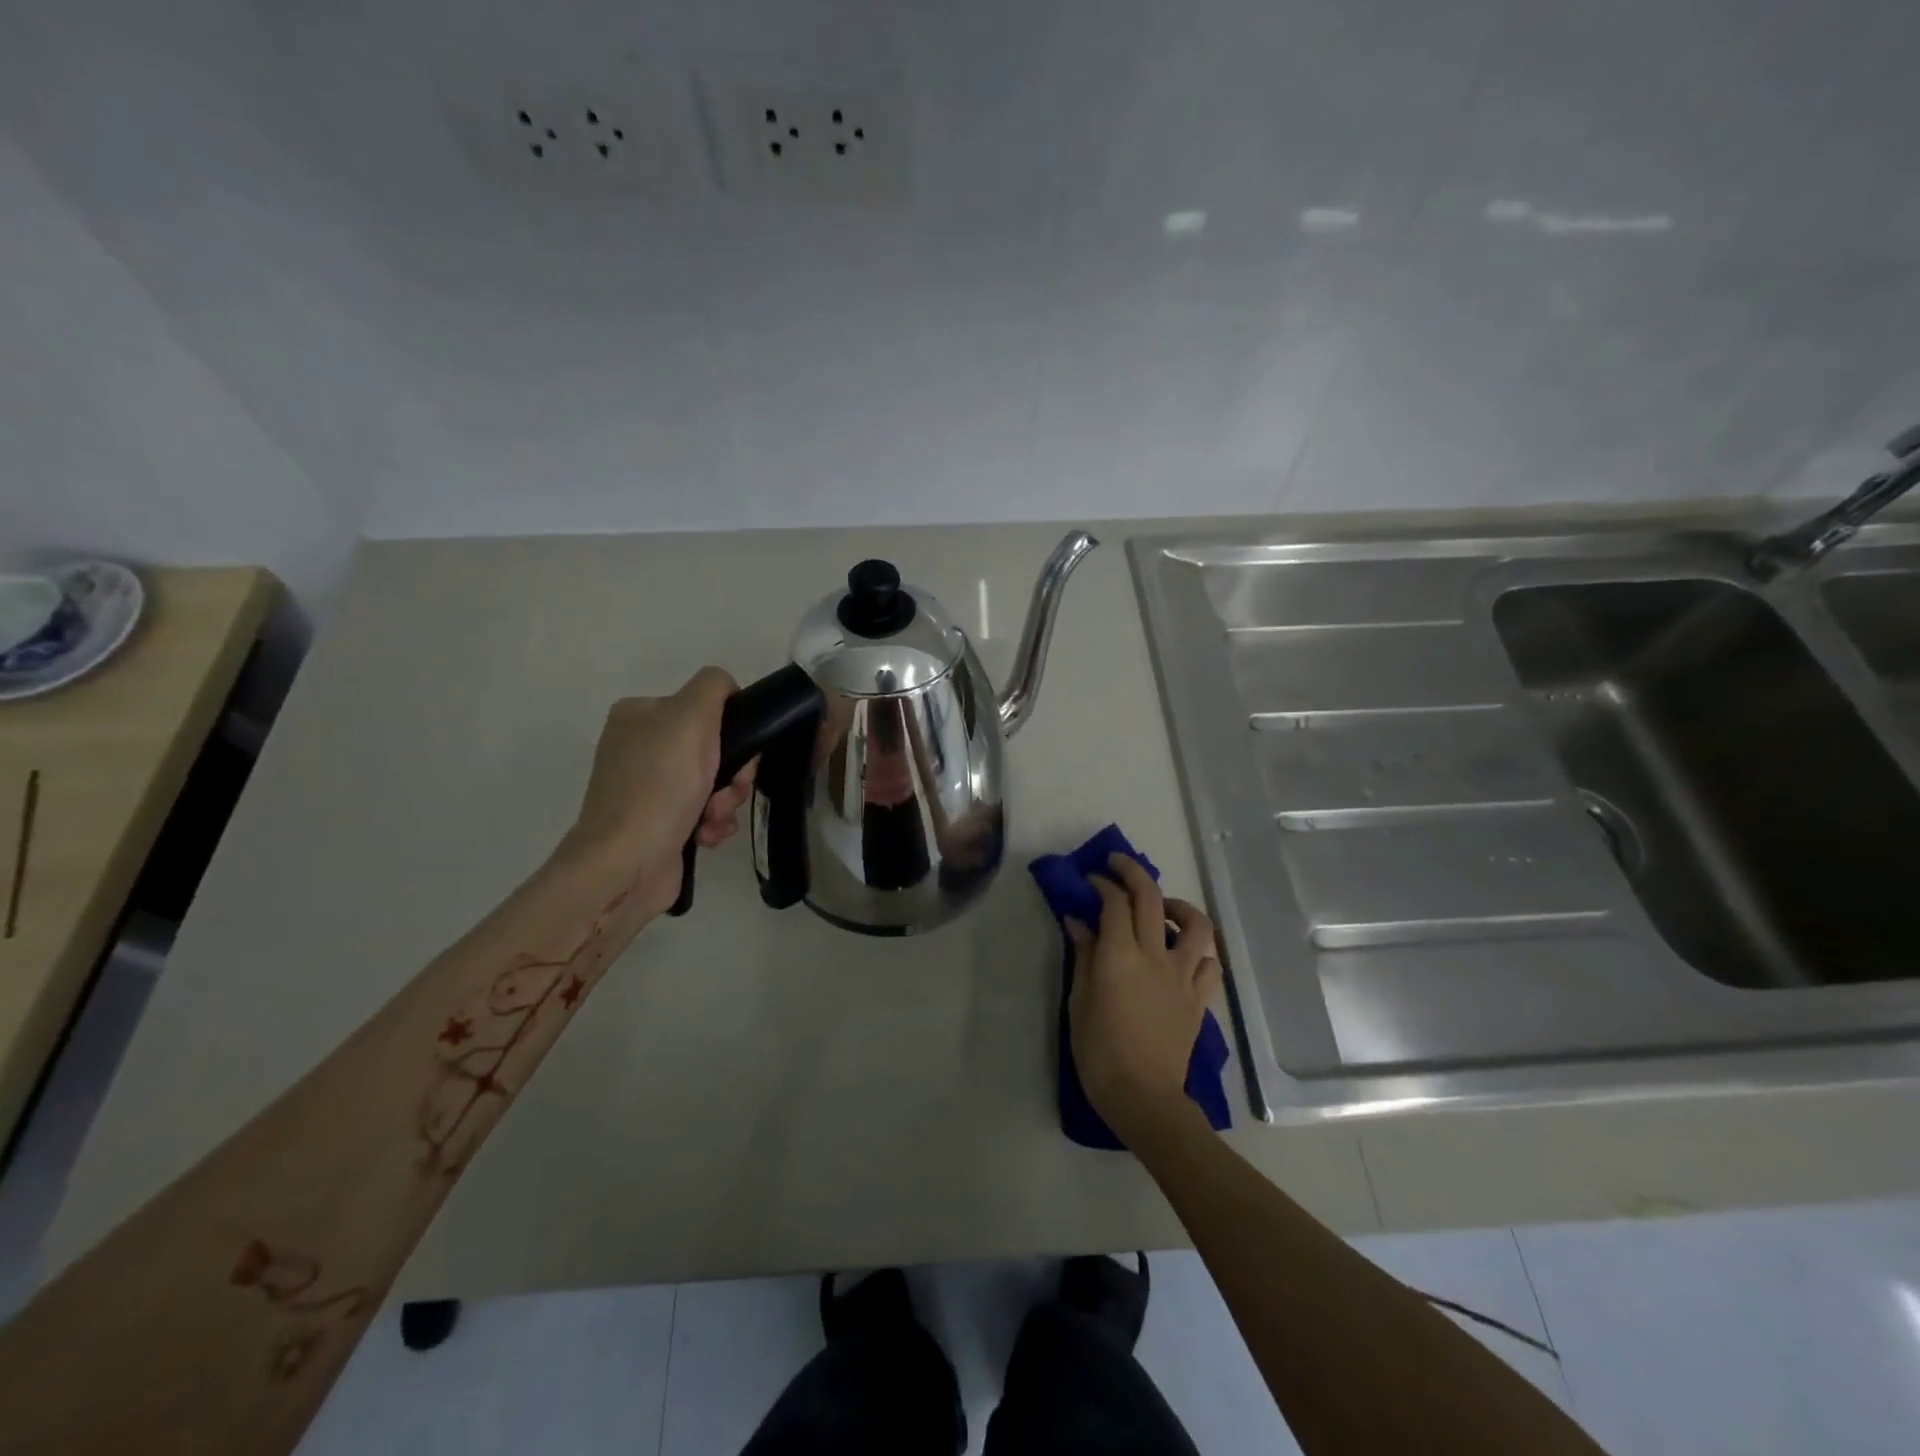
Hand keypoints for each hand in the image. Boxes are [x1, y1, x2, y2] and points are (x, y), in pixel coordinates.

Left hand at [559, 667, 754, 918]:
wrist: (627, 864)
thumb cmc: (660, 786)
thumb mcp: (690, 717)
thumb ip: (713, 687)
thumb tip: (728, 690)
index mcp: (640, 714)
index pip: (707, 706)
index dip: (732, 729)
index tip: (737, 754)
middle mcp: (641, 747)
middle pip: (716, 747)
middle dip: (732, 774)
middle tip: (727, 792)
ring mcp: (649, 788)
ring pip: (716, 782)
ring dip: (726, 801)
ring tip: (713, 818)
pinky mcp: (659, 824)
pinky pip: (705, 813)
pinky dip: (713, 823)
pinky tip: (706, 835)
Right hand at [1065, 854, 1220, 1146]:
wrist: (1143, 1097)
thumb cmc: (1099, 1051)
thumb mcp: (1079, 1001)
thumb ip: (1083, 956)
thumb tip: (1078, 921)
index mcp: (1120, 955)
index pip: (1114, 903)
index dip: (1101, 884)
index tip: (1090, 880)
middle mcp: (1155, 956)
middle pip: (1151, 899)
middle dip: (1133, 873)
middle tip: (1117, 866)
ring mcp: (1182, 976)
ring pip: (1196, 925)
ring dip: (1179, 905)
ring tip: (1163, 907)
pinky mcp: (1199, 998)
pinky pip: (1210, 964)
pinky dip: (1199, 950)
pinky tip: (1185, 953)